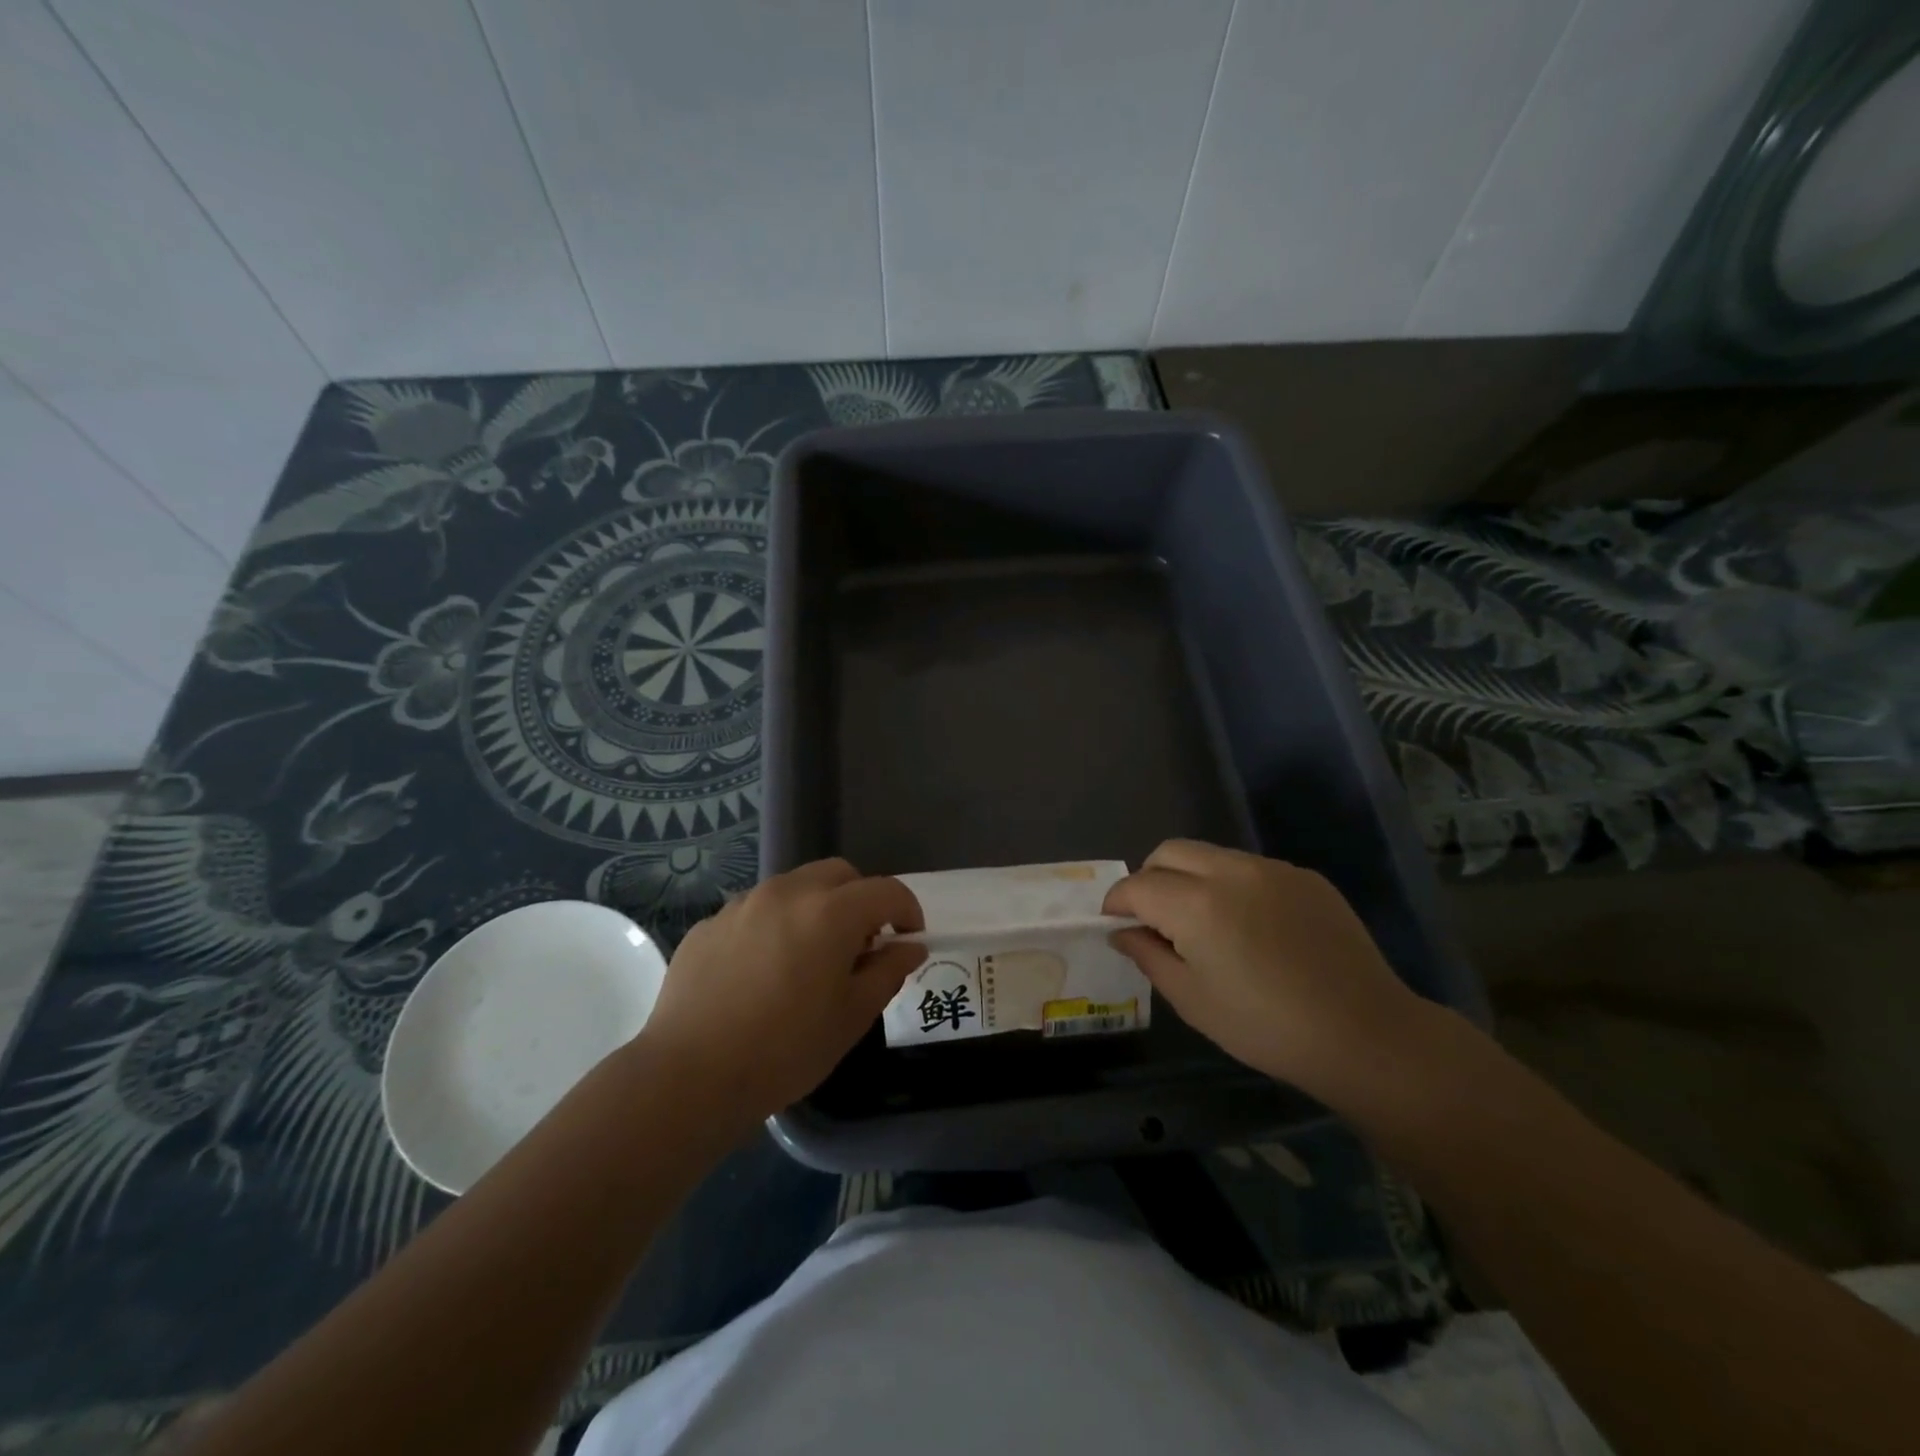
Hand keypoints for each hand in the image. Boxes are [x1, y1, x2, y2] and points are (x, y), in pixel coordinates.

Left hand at [638, 859, 925, 1123]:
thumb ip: (888, 972)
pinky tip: (763, 971)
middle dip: (861, 899)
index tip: (909, 939)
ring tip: (809, 957)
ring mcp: (743, 904)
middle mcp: (787, 893)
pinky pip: (755, 910)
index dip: (907, 911)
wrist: (690, 1075)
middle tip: (861, 944)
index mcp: (830, 912)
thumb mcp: (852, 1016)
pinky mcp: (709, 924)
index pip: (886, 891)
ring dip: (816, 908)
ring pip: (795, 886)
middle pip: (839, 874)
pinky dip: (774, 925)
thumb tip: (910, 948)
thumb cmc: (785, 1049)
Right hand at [1103, 840, 1424, 1097]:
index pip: (1137, 885)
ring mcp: (1272, 869)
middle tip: (1153, 918)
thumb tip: (1123, 932)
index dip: (1117, 902)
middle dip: (1149, 878)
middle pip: (1169, 852)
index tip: (1115, 923)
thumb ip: (1148, 956)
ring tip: (1203, 923)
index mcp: (1196, 903)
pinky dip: (1232, 886)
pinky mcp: (1305, 877)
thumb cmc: (1266, 1027)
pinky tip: (1251, 927)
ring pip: (1210, 855)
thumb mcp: (1193, 1000)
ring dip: (1190, 878)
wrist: (1365, 1035)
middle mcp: (1230, 871)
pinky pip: (1250, 868)